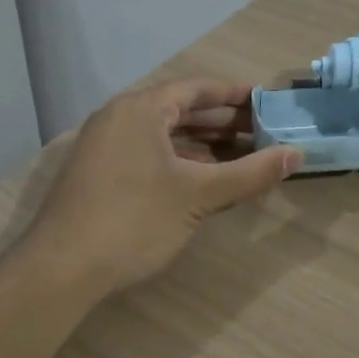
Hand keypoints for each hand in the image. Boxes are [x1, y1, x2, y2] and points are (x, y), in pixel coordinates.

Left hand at [24, 77, 302, 297]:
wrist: (62, 268)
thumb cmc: (134, 220)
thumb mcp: (198, 196)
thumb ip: (249, 174)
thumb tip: (296, 155)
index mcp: (140, 109)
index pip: (194, 88)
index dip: (232, 94)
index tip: (263, 101)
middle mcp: (118, 119)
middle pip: (177, 109)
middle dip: (219, 121)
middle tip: (259, 131)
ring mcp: (103, 147)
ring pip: (161, 135)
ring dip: (199, 143)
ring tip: (238, 155)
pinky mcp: (97, 174)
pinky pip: (145, 153)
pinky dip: (176, 160)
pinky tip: (200, 179)